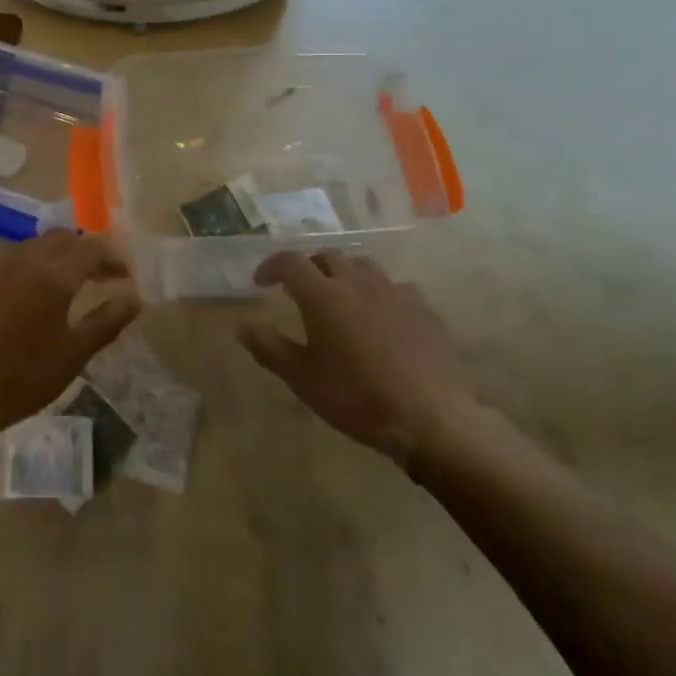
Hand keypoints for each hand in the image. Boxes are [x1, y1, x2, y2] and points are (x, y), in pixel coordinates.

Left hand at [0, 230, 140, 440]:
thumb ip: (107, 321)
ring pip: (27, 249)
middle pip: (59, 238)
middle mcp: (21, 261)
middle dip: (82, 249)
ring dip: (50, 258)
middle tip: (96, 274)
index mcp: (53, 276)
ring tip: (60, 285)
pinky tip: (17, 302)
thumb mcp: (74, 355)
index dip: (112, 258)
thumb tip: (135, 297)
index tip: (123, 275)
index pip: (91, 248)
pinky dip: (19, 275)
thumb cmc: (22, 379)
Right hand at [239, 250, 476, 469]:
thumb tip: (243, 326)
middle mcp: (356, 282)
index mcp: (323, 295)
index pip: (290, 262)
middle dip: (308, 267)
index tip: (260, 282)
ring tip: (339, 296)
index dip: (271, 266)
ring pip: (362, 265)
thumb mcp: (303, 379)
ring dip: (343, 273)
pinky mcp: (423, 309)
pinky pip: (394, 286)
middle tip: (298, 289)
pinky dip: (378, 292)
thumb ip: (270, 348)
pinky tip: (380, 315)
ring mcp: (394, 292)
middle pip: (327, 257)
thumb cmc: (358, 398)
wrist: (433, 419)